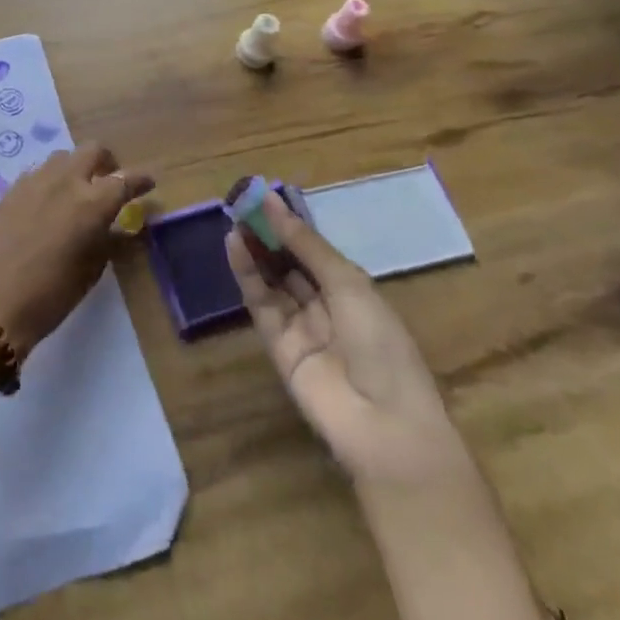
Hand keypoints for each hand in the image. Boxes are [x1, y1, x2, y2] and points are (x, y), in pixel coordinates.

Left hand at [0, 144, 152, 357]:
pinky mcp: (9, 191)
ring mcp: (33, 182)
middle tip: (109, 182)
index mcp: (91, 203)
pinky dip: (50, 181)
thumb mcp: (90, 272)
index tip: (148, 183)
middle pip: (92, 151)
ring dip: (75, 168)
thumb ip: (109, 242)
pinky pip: (37, 174)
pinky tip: (47, 205)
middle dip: (106, 162)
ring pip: (62, 158)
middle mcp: (65, 181)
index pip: (125, 179)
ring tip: (76, 192)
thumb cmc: (49, 297)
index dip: (141, 180)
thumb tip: (121, 228)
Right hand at [227, 197, 459, 485]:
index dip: (291, 225)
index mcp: (352, 291)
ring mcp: (301, 328)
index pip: (315, 251)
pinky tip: (235, 246)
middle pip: (290, 265)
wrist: (384, 423)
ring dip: (255, 251)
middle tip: (242, 204)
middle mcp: (326, 306)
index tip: (264, 197)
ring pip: (272, 282)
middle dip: (269, 236)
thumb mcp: (348, 283)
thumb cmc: (380, 343)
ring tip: (235, 219)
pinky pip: (261, 305)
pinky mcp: (278, 347)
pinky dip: (247, 275)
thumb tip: (274, 204)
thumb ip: (307, 245)